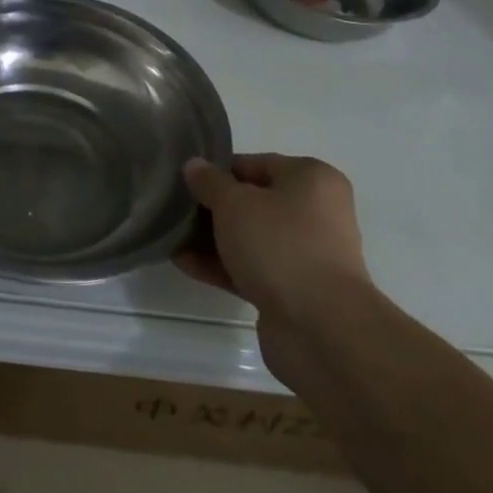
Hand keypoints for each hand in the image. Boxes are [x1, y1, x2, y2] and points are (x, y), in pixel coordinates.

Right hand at [174, 153, 370, 339]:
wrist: (320, 328)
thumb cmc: (280, 245)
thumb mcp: (234, 203)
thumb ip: (210, 181)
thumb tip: (194, 165)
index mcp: (312, 180)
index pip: (257, 164)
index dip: (220, 171)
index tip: (188, 180)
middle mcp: (316, 213)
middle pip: (254, 202)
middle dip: (213, 208)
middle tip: (177, 209)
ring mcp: (306, 255)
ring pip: (250, 238)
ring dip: (212, 239)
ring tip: (172, 237)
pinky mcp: (294, 291)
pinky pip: (252, 269)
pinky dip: (221, 266)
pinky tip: (184, 263)